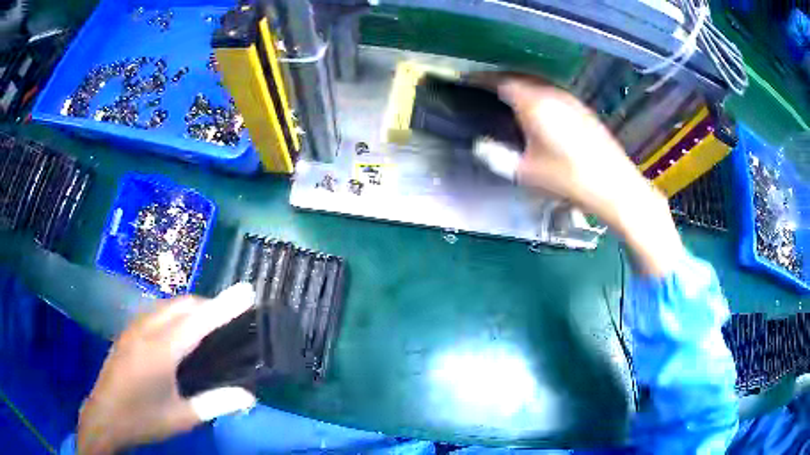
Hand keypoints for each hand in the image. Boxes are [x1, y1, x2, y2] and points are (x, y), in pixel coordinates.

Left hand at [77, 284, 256, 454]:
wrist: (104, 416)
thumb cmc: (143, 419)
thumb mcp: (182, 418)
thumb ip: (215, 404)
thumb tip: (249, 396)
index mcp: (160, 351)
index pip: (198, 321)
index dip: (224, 305)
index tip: (247, 291)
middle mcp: (146, 330)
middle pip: (182, 305)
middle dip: (208, 304)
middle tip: (231, 318)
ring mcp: (133, 328)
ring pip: (168, 305)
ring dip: (191, 307)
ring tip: (209, 324)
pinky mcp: (127, 332)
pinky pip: (156, 312)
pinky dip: (175, 313)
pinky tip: (179, 332)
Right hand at [495, 76, 683, 275]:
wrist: (614, 186)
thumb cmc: (568, 178)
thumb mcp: (526, 172)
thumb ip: (497, 156)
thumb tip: (480, 146)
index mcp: (533, 103)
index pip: (500, 81)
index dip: (480, 79)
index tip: (466, 80)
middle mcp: (551, 93)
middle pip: (518, 76)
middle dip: (498, 78)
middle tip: (482, 87)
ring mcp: (569, 99)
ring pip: (537, 82)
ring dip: (518, 84)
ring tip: (505, 96)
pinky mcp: (582, 108)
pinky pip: (551, 91)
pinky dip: (536, 93)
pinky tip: (536, 108)